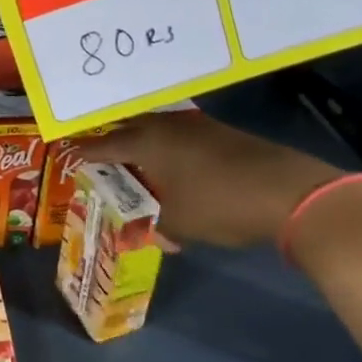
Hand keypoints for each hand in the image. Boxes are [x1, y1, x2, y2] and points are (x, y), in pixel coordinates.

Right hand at [82, 109, 342, 248]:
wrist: (291, 192)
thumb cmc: (220, 204)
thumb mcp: (179, 223)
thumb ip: (154, 226)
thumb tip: (152, 235)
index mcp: (146, 142)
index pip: (103, 145)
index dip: (85, 154)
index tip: (70, 157)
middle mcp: (165, 126)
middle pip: (128, 131)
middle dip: (113, 146)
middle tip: (102, 164)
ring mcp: (196, 126)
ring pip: (156, 132)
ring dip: (144, 148)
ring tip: (137, 169)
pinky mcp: (221, 134)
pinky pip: (180, 139)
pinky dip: (169, 152)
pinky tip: (175, 172)